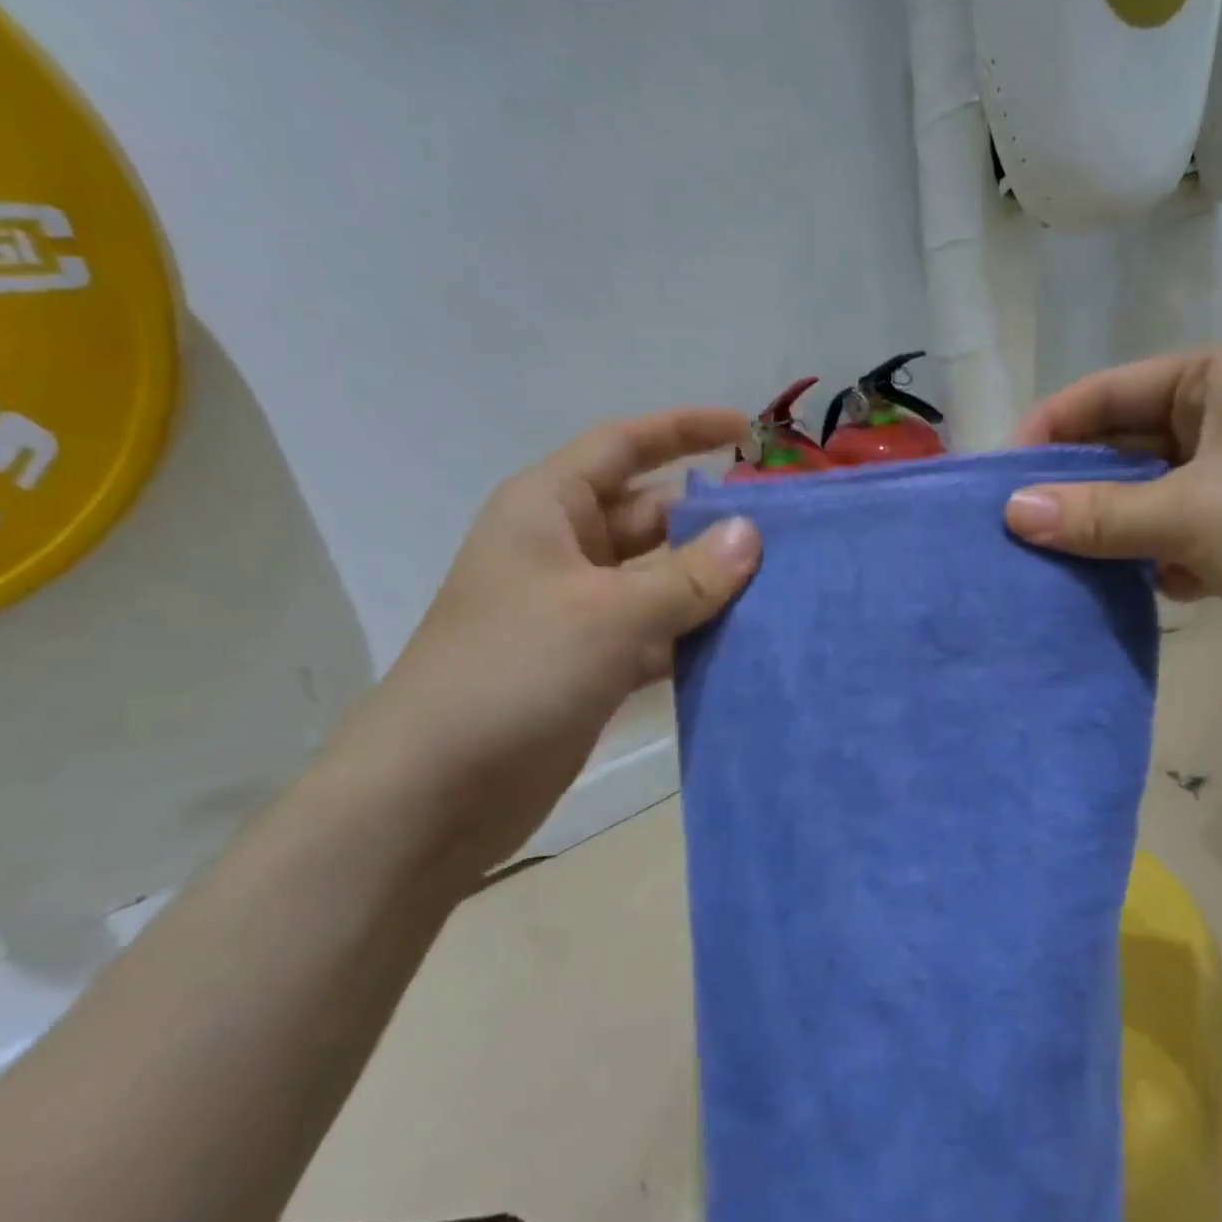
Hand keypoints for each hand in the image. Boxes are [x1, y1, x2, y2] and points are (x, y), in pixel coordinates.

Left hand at [328, 409, 760, 883]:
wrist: (435, 792)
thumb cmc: (514, 673)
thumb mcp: (610, 614)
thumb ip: (688, 575)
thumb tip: (751, 533)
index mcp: (549, 509)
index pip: (623, 445)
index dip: (684, 429)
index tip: (747, 430)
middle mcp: (563, 550)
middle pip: (650, 515)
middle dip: (711, 520)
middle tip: (785, 531)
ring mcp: (578, 610)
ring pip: (659, 578)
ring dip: (710, 583)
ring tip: (782, 584)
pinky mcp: (591, 663)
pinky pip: (656, 631)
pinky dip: (694, 634)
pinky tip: (746, 642)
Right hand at [1004, 349, 1221, 689]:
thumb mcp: (1197, 513)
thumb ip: (1100, 514)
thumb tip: (1010, 512)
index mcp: (1219, 381)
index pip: (1109, 394)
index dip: (1051, 430)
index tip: (999, 478)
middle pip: (1123, 447)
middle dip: (1074, 487)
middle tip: (1016, 529)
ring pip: (1144, 498)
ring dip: (1107, 530)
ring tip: (1057, 563)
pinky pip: (1171, 538)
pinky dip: (1147, 561)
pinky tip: (1136, 589)